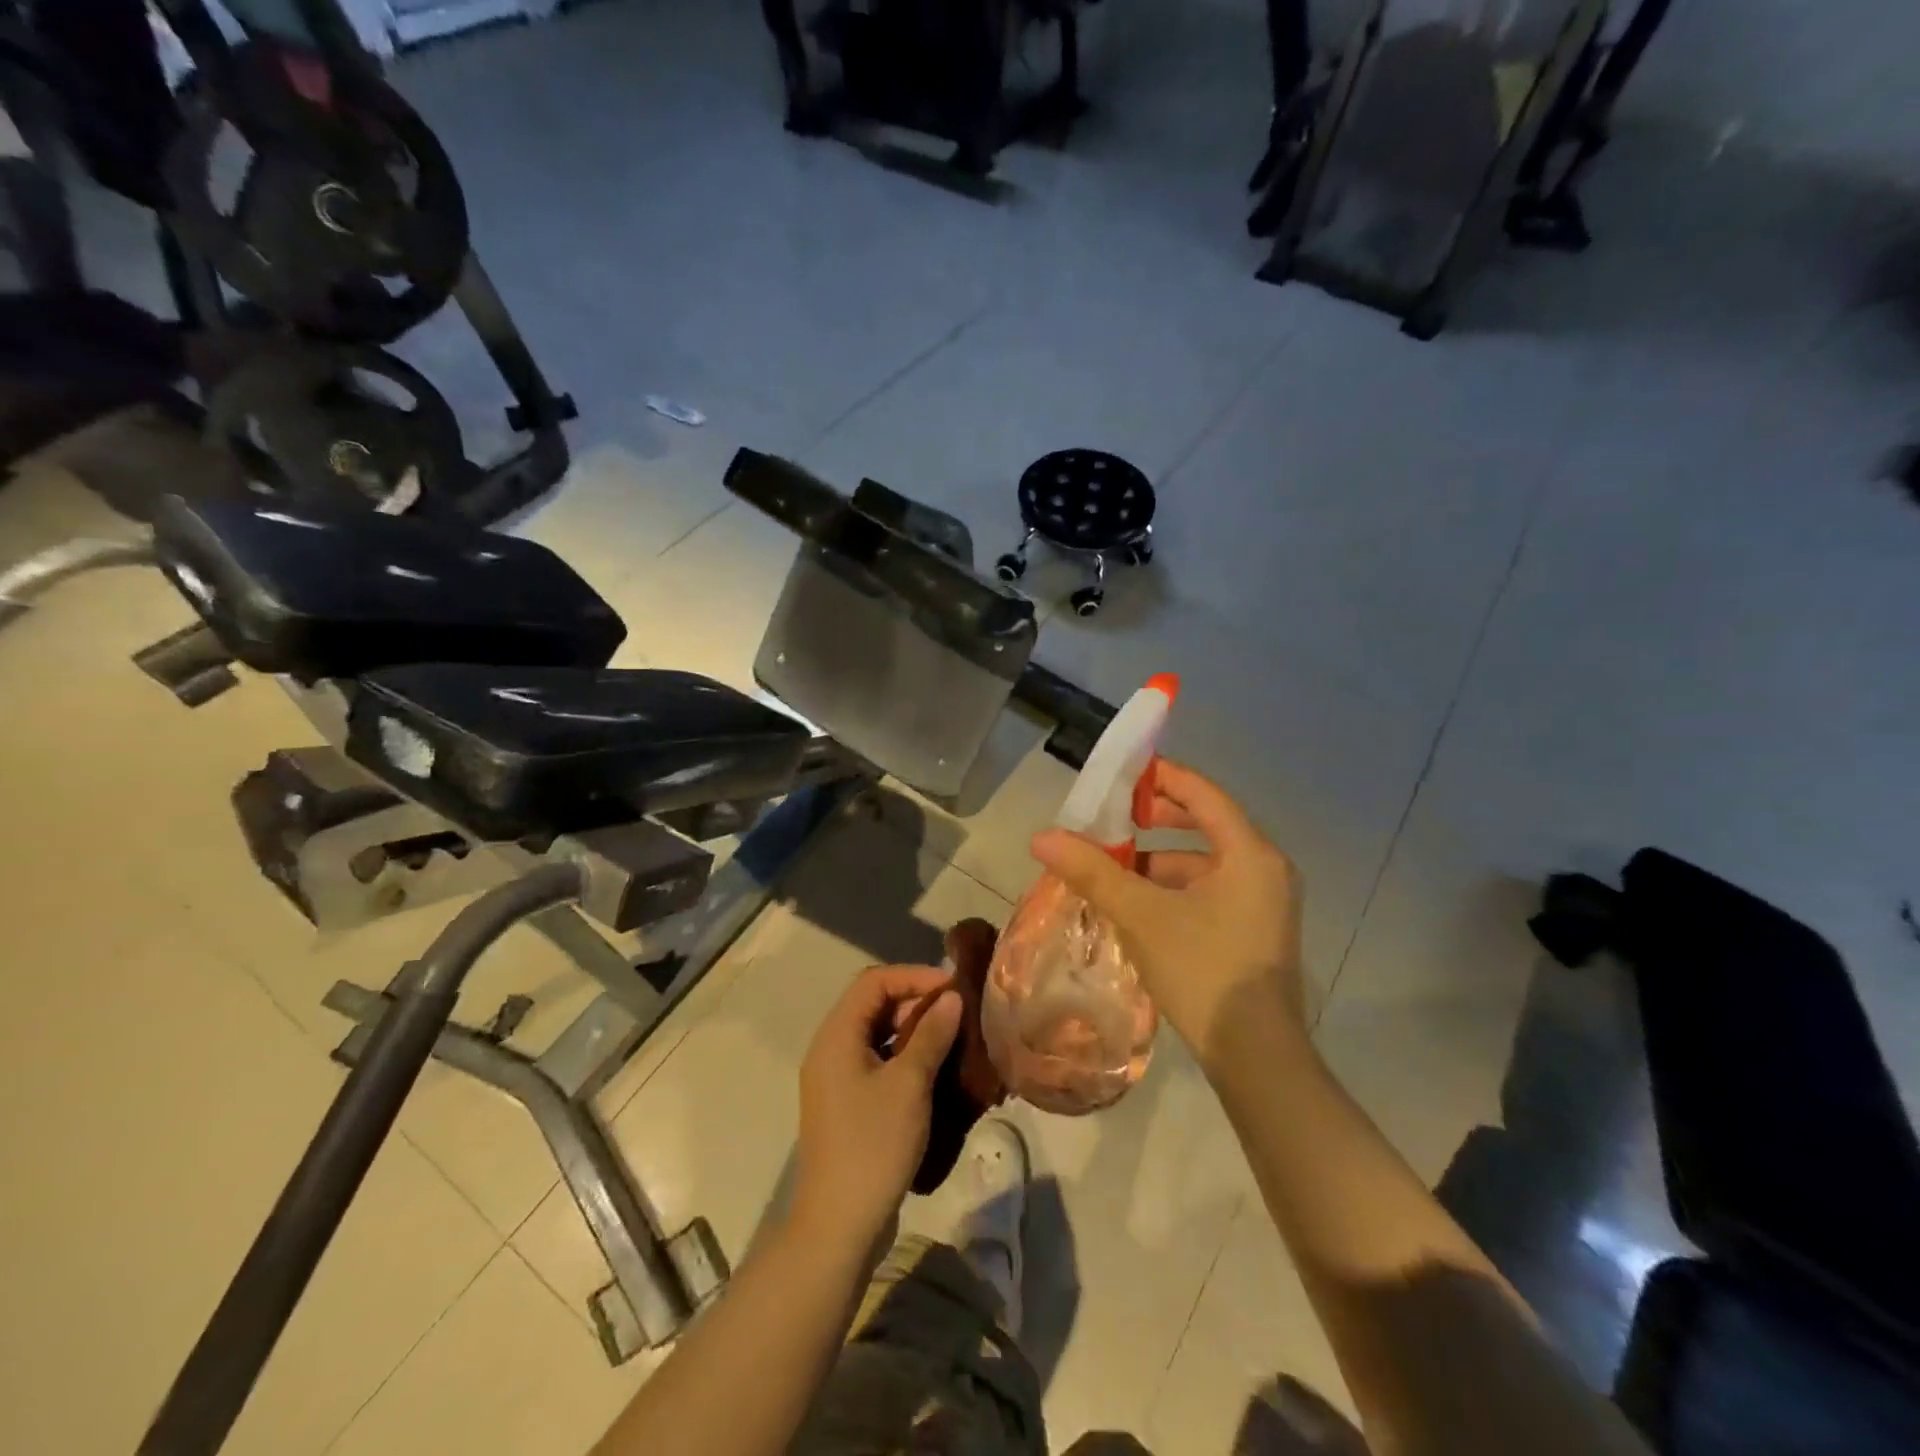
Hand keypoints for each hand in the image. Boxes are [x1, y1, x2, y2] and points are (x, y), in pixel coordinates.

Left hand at [791, 965, 962, 1249]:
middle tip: (957, 1012)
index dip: (914, 976)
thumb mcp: (909, 1084)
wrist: (838, 1225)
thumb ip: (931, 1034)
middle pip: (873, 1004)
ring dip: (913, 1029)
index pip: (874, 981)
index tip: (952, 987)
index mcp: (836, 1035)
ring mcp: (836, 1078)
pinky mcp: (846, 1103)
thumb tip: (952, 998)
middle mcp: (830, 1048)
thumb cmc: (873, 1144)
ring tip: (952, 1037)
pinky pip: (876, 1061)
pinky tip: (935, 1070)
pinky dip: (904, 1056)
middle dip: (916, 1001)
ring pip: (877, 1034)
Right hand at [1033, 759, 1305, 1072]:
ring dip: (1159, 861)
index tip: (1121, 774)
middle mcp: (1266, 869)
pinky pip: (1212, 891)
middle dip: (1156, 820)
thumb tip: (1041, 837)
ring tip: (1114, 869)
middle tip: (1112, 818)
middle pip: (1206, 825)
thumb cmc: (1203, 971)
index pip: (1202, 793)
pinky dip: (1175, 889)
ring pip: (1205, 863)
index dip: (1161, 778)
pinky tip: (1139, 908)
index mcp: (1249, 853)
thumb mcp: (1140, 915)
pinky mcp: (1257, 932)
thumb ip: (1091, 870)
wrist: (1257, 1059)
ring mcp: (1266, 903)